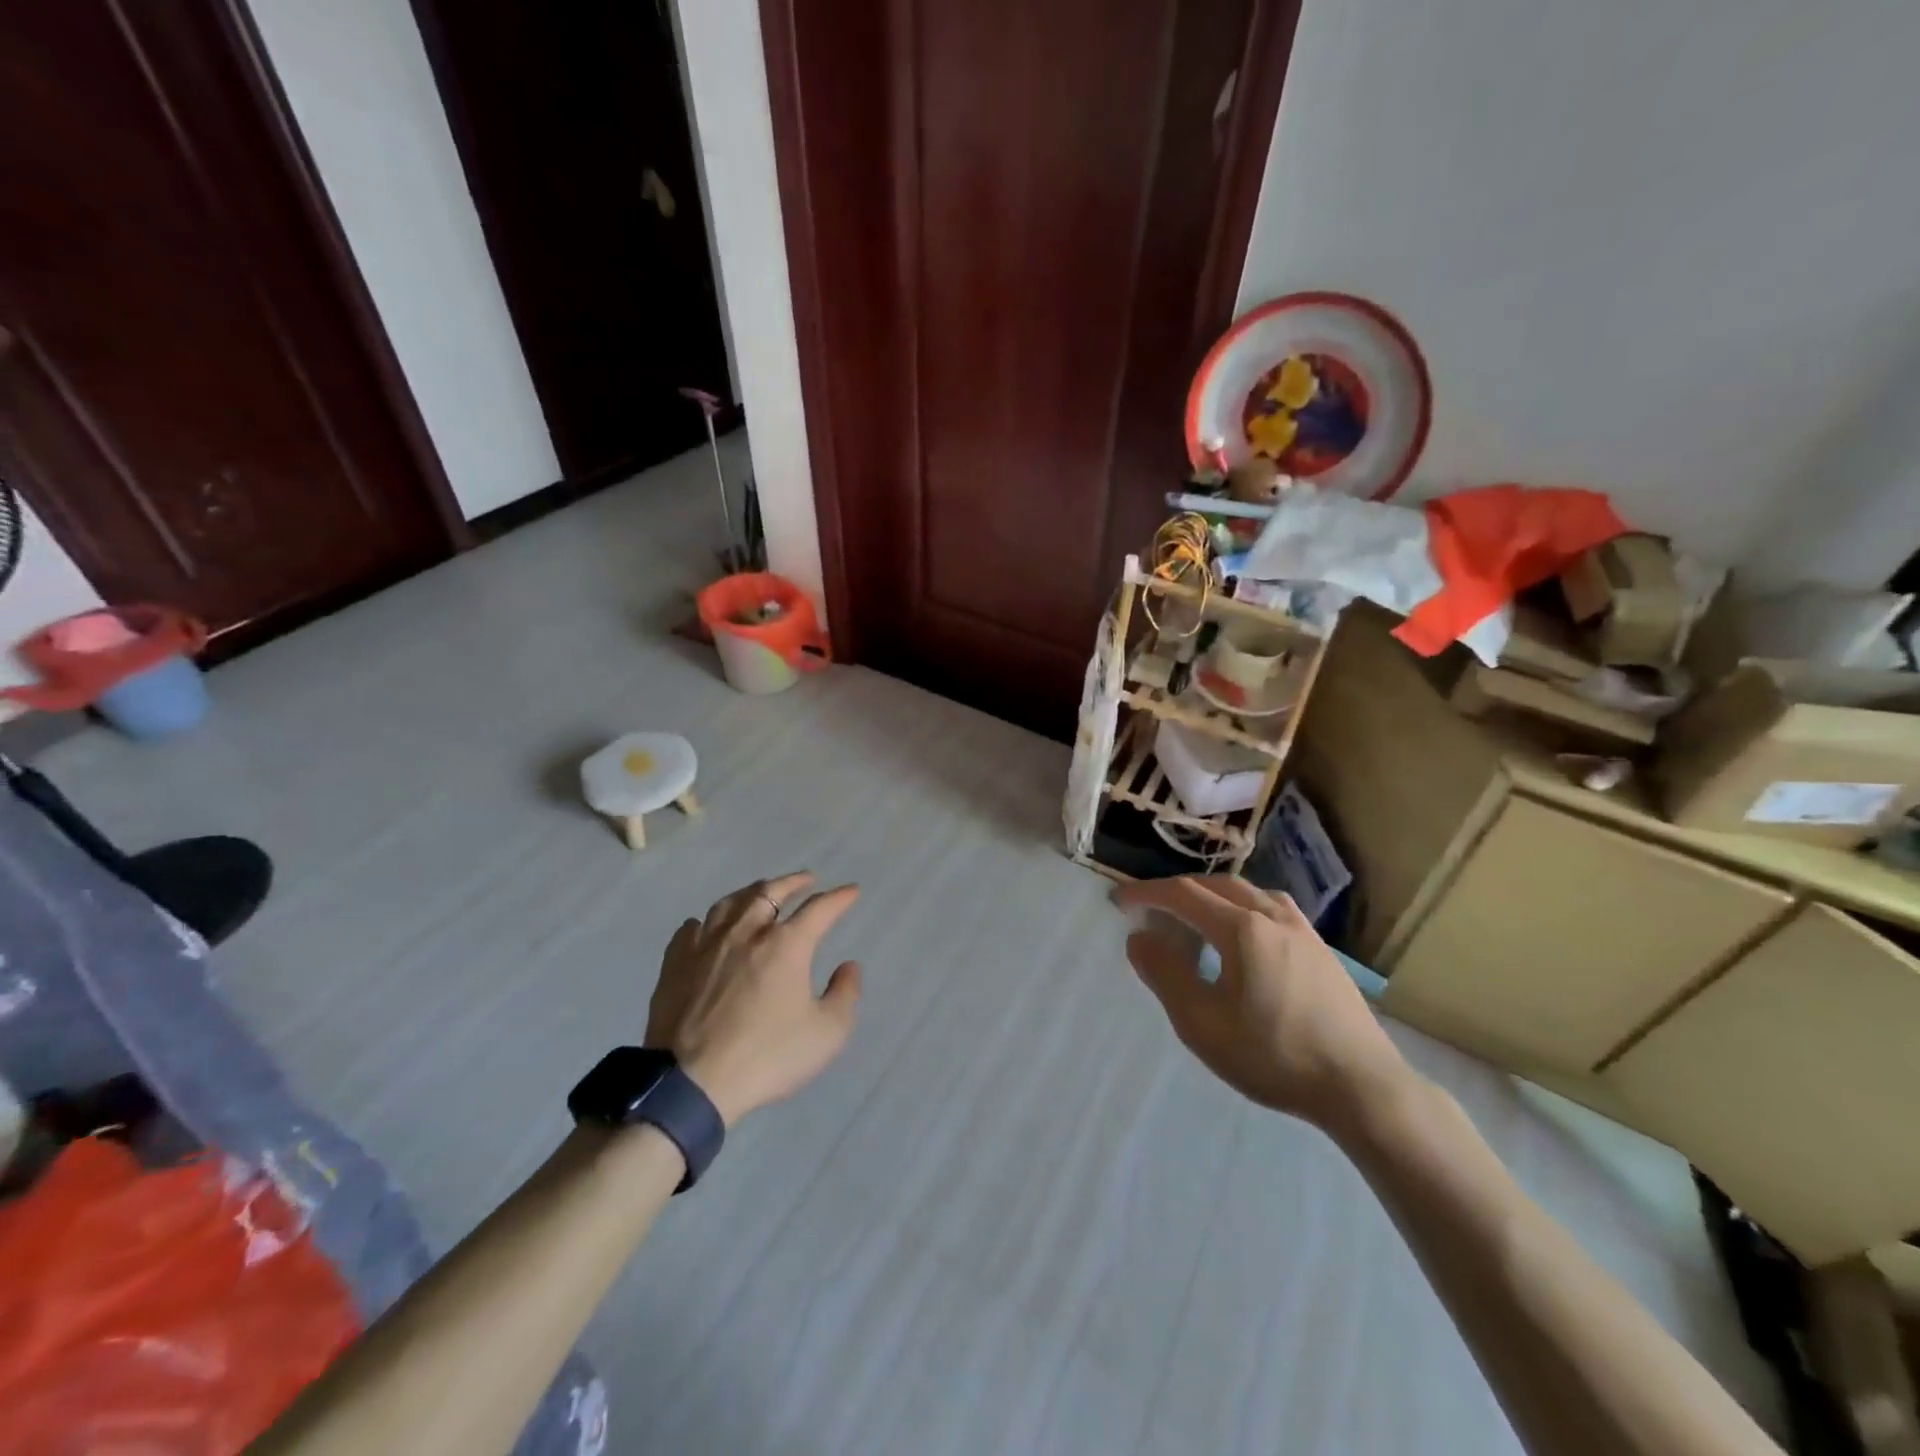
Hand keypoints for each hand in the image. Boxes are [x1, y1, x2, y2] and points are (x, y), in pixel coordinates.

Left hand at [645, 872, 861, 1125]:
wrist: (690, 1084)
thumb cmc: (766, 1057)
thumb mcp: (826, 1034)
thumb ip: (845, 994)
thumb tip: (849, 966)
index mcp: (786, 945)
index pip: (819, 908)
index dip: (839, 897)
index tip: (852, 891)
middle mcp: (746, 932)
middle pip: (770, 892)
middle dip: (793, 882)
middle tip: (806, 879)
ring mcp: (706, 945)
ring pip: (730, 903)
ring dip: (751, 892)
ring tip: (760, 892)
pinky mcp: (675, 965)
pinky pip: (691, 929)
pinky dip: (706, 922)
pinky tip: (707, 926)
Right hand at [1117, 876, 1409, 1132]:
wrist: (1362, 1087)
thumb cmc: (1275, 1056)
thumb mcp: (1203, 1024)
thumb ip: (1165, 974)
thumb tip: (1139, 937)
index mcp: (1242, 928)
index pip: (1183, 894)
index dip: (1147, 893)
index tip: (1119, 901)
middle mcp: (1272, 916)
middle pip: (1216, 885)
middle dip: (1177, 891)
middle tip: (1151, 909)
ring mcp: (1303, 930)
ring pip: (1247, 893)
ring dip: (1211, 895)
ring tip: (1193, 916)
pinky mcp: (1321, 949)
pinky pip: (1271, 907)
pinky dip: (1241, 907)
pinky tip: (1243, 934)